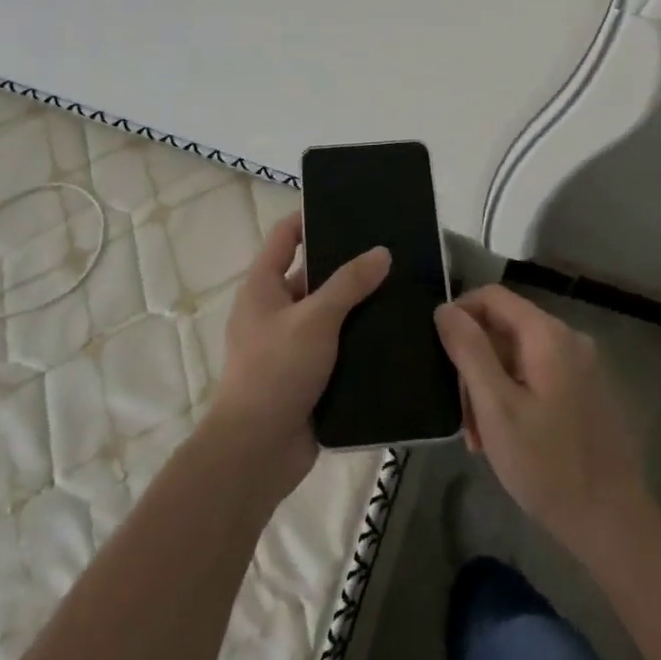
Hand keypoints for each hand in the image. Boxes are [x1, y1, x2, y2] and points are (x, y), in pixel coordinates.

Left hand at [207, 210, 389, 496]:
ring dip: (358, 306)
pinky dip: (359, 341)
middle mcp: (274, 311)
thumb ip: (349, 283)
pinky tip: (395, 333)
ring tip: (403, 288)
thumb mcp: (315, 319)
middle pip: (312, 276)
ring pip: (329, 315)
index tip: (348, 208)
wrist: (257, 450)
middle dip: (347, 265)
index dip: (309, 219)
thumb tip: (381, 252)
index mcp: (263, 287)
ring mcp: (290, 345)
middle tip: (391, 252)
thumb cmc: (276, 370)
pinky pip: (337, 348)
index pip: (285, 237)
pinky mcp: (308, 376)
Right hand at [435, 285, 646, 556]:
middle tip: (462, 416)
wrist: (611, 521)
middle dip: (474, 365)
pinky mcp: (584, 391)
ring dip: (490, 388)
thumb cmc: (546, 464)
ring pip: (516, 357)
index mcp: (548, 335)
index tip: (438, 353)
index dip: (459, 315)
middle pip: (504, 329)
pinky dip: (512, 397)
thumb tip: (445, 309)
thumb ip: (469, 351)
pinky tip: (503, 437)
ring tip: (479, 437)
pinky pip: (536, 376)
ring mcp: (580, 366)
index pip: (492, 297)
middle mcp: (568, 339)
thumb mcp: (496, 407)